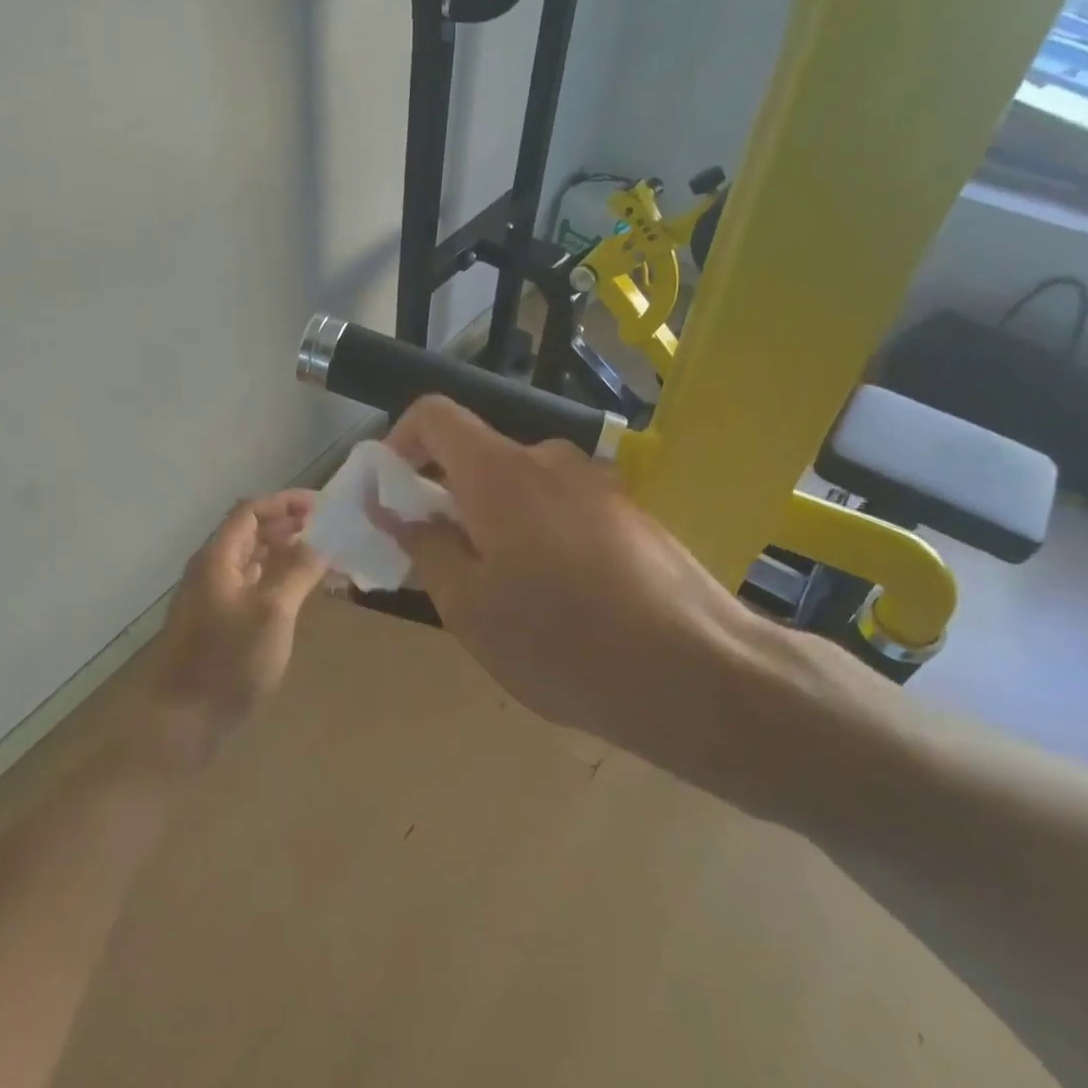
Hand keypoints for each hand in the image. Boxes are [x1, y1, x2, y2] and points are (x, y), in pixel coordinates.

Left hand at [144, 490, 327, 760]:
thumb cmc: (229, 661)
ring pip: (252, 560)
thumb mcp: (273, 612)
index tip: (321, 505)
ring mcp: (212, 598)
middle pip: (249, 532)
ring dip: (283, 551)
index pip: (250, 511)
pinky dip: (276, 578)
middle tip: (325, 528)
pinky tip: (298, 590)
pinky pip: (251, 585)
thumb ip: (297, 572)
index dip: (285, 502)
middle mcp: (212, 570)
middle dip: (287, 524)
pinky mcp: (218, 623)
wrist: (183, 721)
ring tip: (319, 555)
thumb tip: (321, 543)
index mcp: (218, 559)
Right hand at [376, 397, 771, 755]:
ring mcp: (599, 484)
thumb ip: (424, 546)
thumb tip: (394, 508)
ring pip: (522, 491)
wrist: (697, 672)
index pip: (434, 415)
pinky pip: (564, 511)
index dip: (399, 442)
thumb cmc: (560, 641)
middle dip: (447, 502)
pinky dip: (539, 539)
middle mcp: (550, 460)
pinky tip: (561, 604)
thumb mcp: (469, 606)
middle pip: (479, 459)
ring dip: (496, 527)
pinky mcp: (632, 514)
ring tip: (507, 599)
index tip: (390, 495)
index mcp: (499, 472)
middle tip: (443, 569)